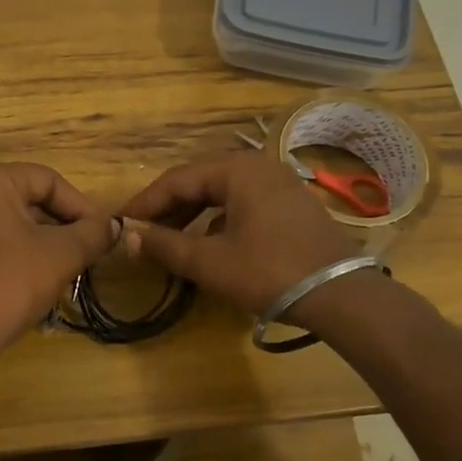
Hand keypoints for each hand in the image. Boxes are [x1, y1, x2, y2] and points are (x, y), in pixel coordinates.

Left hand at [0, 162, 118, 351]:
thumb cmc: (10, 283)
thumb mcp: (62, 254)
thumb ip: (93, 233)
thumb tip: (112, 226)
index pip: (48, 180)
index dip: (82, 206)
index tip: (102, 233)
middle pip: (28, 200)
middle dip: (62, 226)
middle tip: (88, 251)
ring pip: (10, 223)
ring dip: (43, 242)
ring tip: (68, 267)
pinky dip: (16, 254)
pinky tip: (36, 280)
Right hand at [119, 150, 360, 314]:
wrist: (342, 294)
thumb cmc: (269, 272)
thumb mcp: (210, 261)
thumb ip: (165, 245)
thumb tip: (127, 236)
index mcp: (236, 169)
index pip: (176, 180)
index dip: (144, 202)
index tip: (120, 222)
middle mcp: (258, 166)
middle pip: (200, 181)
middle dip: (168, 208)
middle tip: (141, 232)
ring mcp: (279, 183)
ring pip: (222, 193)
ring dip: (192, 214)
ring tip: (169, 239)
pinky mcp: (292, 204)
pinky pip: (243, 203)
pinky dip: (219, 220)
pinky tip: (209, 243)